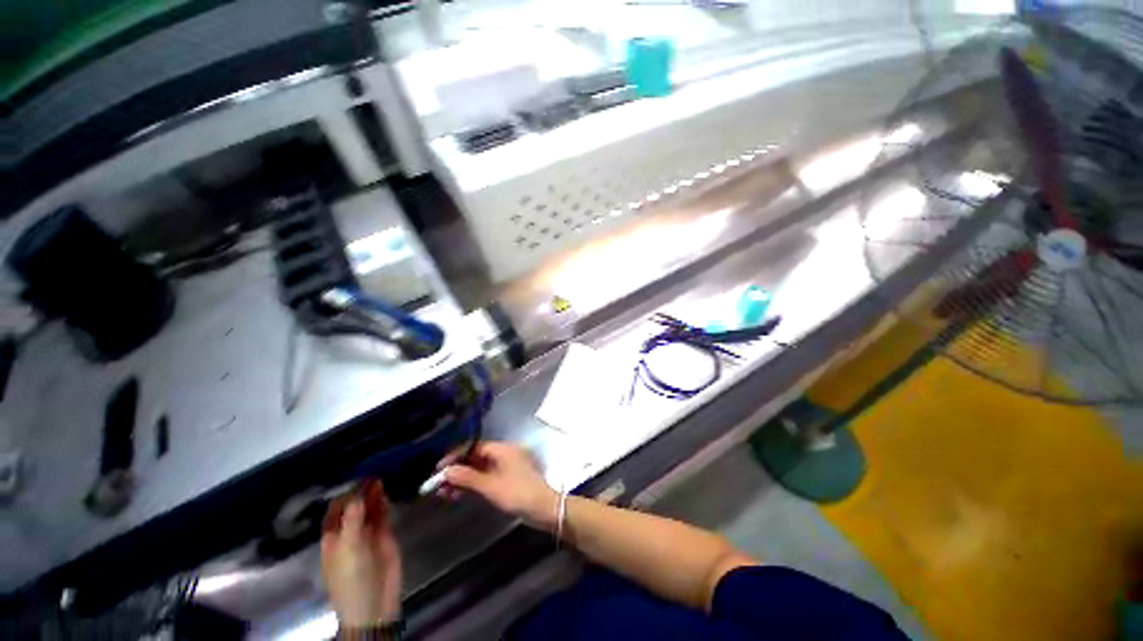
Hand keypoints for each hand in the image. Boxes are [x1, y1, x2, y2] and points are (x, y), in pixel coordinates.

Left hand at [320, 480, 401, 627]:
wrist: (374, 603)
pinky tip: (387, 492)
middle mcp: (349, 532)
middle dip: (361, 491)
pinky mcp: (384, 536)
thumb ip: (353, 519)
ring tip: (381, 477)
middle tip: (373, 472)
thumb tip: (357, 492)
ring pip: (370, 509)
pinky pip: (383, 515)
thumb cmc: (352, 578)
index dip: (345, 493)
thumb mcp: (349, 548)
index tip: (356, 475)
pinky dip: (384, 504)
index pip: (336, 510)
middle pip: (354, 507)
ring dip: (374, 495)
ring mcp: (367, 534)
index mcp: (333, 537)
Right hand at [439, 442, 559, 530]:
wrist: (544, 508)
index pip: (474, 447)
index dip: (456, 456)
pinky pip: (486, 476)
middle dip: (457, 470)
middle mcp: (505, 453)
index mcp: (502, 448)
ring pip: (480, 468)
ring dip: (463, 479)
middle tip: (438, 485)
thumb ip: (467, 477)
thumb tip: (446, 471)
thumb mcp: (490, 486)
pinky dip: (474, 484)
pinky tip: (460, 494)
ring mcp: (507, 465)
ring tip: (445, 493)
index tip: (438, 469)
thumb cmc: (517, 493)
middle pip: (476, 457)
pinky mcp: (508, 478)